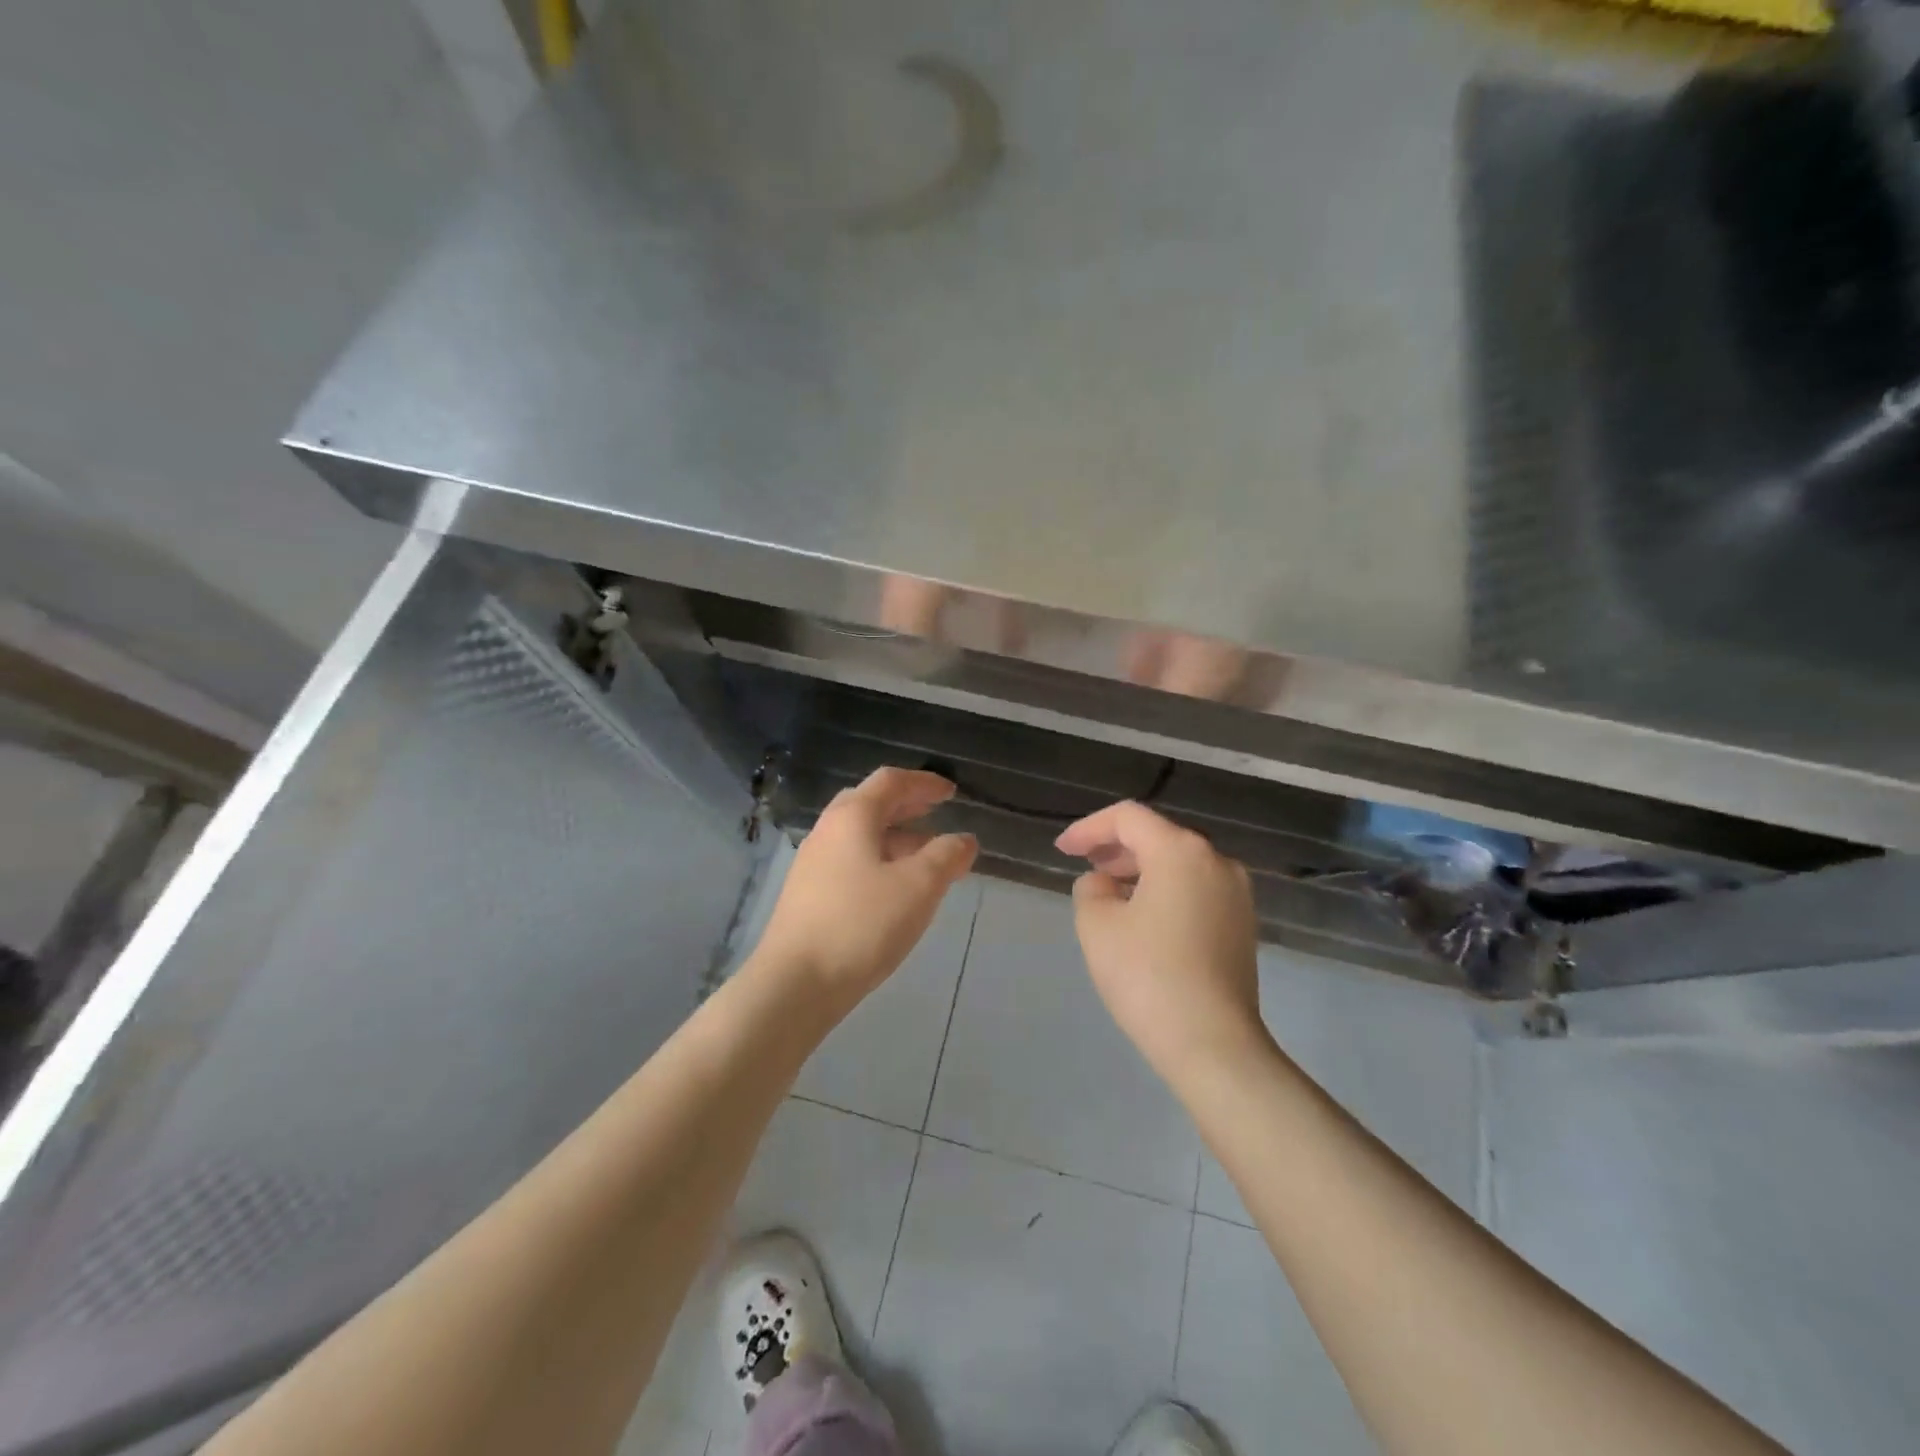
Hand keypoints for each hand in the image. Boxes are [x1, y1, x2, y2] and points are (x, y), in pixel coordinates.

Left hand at [756, 768, 977, 1010]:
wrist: (795, 983)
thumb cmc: (861, 924)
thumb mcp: (918, 887)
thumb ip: (946, 856)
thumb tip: (964, 839)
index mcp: (852, 817)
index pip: (891, 781)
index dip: (924, 782)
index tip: (951, 792)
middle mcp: (828, 831)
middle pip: (870, 804)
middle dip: (907, 806)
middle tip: (936, 813)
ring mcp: (813, 863)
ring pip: (860, 836)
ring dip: (895, 837)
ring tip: (926, 857)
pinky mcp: (808, 894)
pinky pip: (850, 861)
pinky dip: (879, 861)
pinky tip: (895, 889)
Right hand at [1055, 801, 1263, 1081]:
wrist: (1213, 1044)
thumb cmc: (1148, 976)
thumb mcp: (1097, 925)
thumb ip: (1091, 889)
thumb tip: (1104, 884)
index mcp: (1181, 851)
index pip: (1128, 818)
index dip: (1089, 828)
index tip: (1062, 850)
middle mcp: (1216, 861)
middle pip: (1158, 836)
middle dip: (1115, 847)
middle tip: (1083, 865)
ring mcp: (1236, 894)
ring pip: (1179, 864)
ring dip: (1140, 870)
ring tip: (1108, 892)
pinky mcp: (1242, 925)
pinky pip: (1196, 890)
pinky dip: (1164, 890)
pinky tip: (1142, 918)